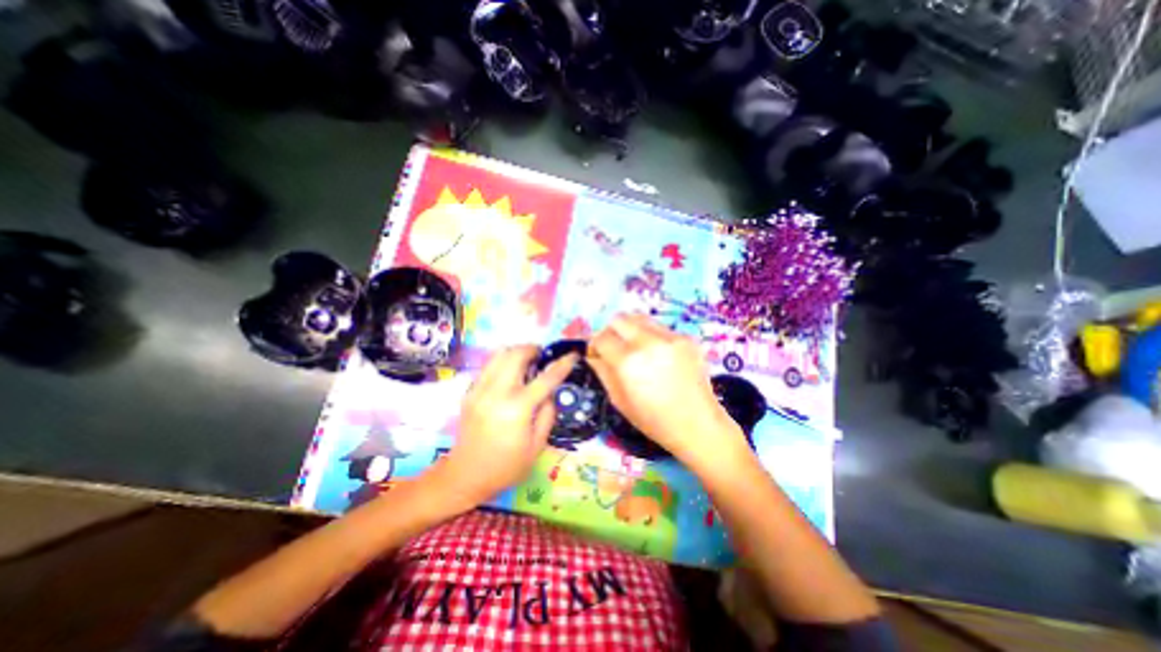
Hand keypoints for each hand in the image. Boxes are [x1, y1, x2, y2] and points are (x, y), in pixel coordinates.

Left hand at [434, 343, 577, 506]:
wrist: (465, 475)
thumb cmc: (506, 466)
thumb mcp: (537, 446)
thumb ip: (548, 414)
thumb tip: (550, 392)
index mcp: (518, 409)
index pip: (546, 379)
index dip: (563, 364)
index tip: (573, 355)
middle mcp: (497, 393)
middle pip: (516, 355)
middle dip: (533, 349)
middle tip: (542, 356)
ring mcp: (479, 390)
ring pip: (499, 354)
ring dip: (517, 352)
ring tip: (527, 361)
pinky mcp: (470, 392)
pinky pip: (489, 365)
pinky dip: (503, 362)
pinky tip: (510, 375)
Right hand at [590, 312, 752, 464]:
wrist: (698, 424)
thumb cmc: (653, 420)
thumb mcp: (619, 400)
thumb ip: (602, 371)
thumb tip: (592, 354)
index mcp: (628, 361)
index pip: (601, 337)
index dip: (594, 345)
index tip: (596, 353)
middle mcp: (648, 342)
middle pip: (619, 319)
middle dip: (610, 331)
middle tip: (613, 347)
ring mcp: (670, 337)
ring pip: (639, 317)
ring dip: (630, 329)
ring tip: (633, 347)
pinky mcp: (685, 337)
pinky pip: (659, 327)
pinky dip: (650, 336)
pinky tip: (656, 354)